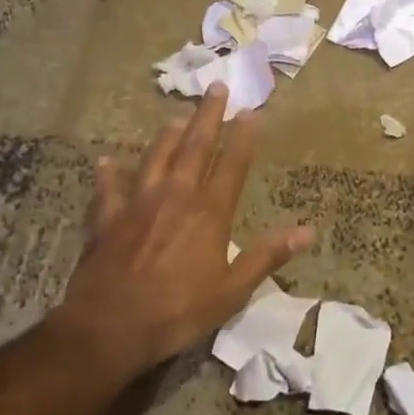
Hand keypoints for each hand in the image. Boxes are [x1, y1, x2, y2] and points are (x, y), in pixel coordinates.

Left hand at [54, 84, 315, 372]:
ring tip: (176, 116)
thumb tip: (307, 231)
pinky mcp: (107, 219)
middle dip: (207, 116)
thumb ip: (266, 256)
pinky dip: (109, 174)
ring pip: (155, 158)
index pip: (232, 165)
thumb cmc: (177, 312)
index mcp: (209, 213)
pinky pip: (109, 189)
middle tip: (215, 87)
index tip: (252, 111)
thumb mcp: (232, 291)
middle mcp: (175, 197)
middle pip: (194, 147)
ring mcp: (137, 204)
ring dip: (167, 135)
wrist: (109, 326)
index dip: (243, 137)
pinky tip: (106, 161)